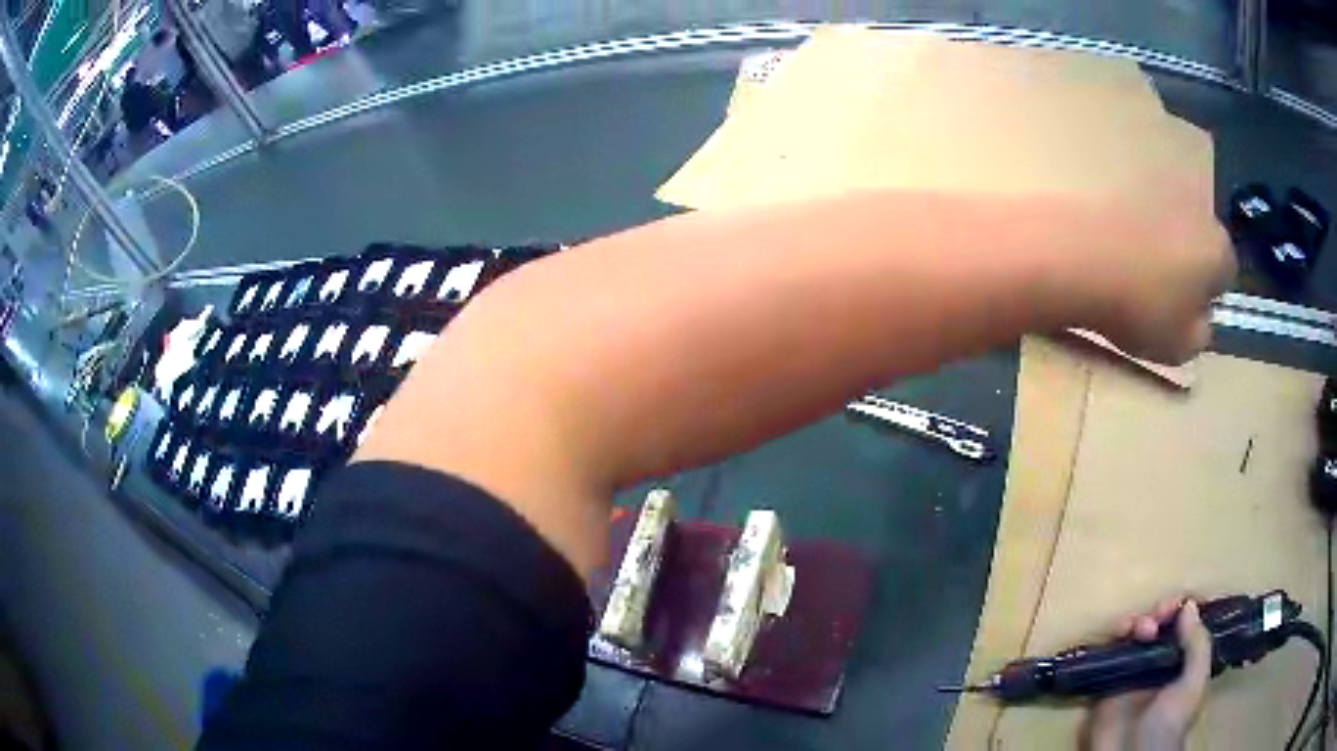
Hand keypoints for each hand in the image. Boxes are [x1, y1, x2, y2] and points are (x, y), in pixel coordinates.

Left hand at [1079, 179, 1235, 364]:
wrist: (1080, 257)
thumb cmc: (1144, 309)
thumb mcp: (1183, 346)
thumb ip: (1201, 334)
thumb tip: (1200, 321)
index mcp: (1220, 248)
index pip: (1226, 274)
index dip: (1207, 298)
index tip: (1185, 316)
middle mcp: (1197, 208)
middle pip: (1199, 244)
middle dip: (1187, 268)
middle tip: (1159, 300)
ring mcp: (1160, 187)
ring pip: (1170, 228)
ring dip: (1160, 250)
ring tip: (1133, 280)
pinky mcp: (1125, 181)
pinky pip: (1140, 218)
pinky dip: (1133, 235)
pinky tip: (1114, 258)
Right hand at [1081, 597, 1214, 750]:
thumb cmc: (1169, 722)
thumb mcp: (1194, 684)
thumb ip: (1197, 646)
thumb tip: (1188, 605)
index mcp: (1183, 662)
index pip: (1185, 625)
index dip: (1182, 609)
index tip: (1179, 605)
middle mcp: (1159, 663)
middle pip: (1160, 625)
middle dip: (1160, 612)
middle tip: (1158, 616)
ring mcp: (1133, 673)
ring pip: (1135, 634)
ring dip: (1139, 620)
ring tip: (1141, 628)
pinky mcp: (1107, 683)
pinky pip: (1110, 652)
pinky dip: (1115, 635)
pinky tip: (1121, 631)